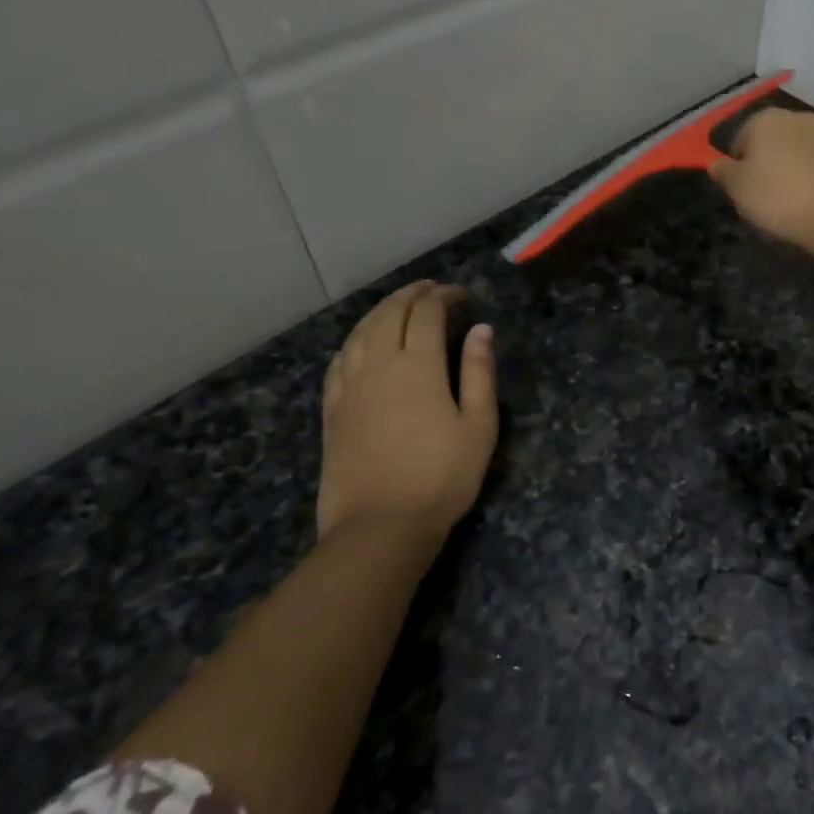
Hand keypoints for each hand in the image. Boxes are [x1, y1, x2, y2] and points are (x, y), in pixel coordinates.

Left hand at [317, 282, 497, 545]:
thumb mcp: (479, 425)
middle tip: (431, 288)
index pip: (427, 314)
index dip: (443, 296)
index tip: (461, 294)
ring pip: (360, 332)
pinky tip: (361, 343)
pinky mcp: (332, 409)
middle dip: (411, 294)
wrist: (380, 524)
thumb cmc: (442, 476)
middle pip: (389, 314)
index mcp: (418, 366)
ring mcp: (349, 386)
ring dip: (380, 310)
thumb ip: (479, 373)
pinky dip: (355, 340)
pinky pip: (339, 359)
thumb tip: (481, 330)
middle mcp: (378, 365)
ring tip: (398, 305)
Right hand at [709, 108, 813, 256]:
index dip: (741, 165)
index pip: (743, 137)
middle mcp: (804, 118)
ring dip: (805, 168)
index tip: (745, 190)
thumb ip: (724, 172)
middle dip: (775, 162)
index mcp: (768, 120)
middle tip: (774, 197)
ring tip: (804, 202)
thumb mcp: (739, 190)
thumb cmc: (781, 200)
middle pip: (780, 140)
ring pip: (812, 150)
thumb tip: (716, 163)